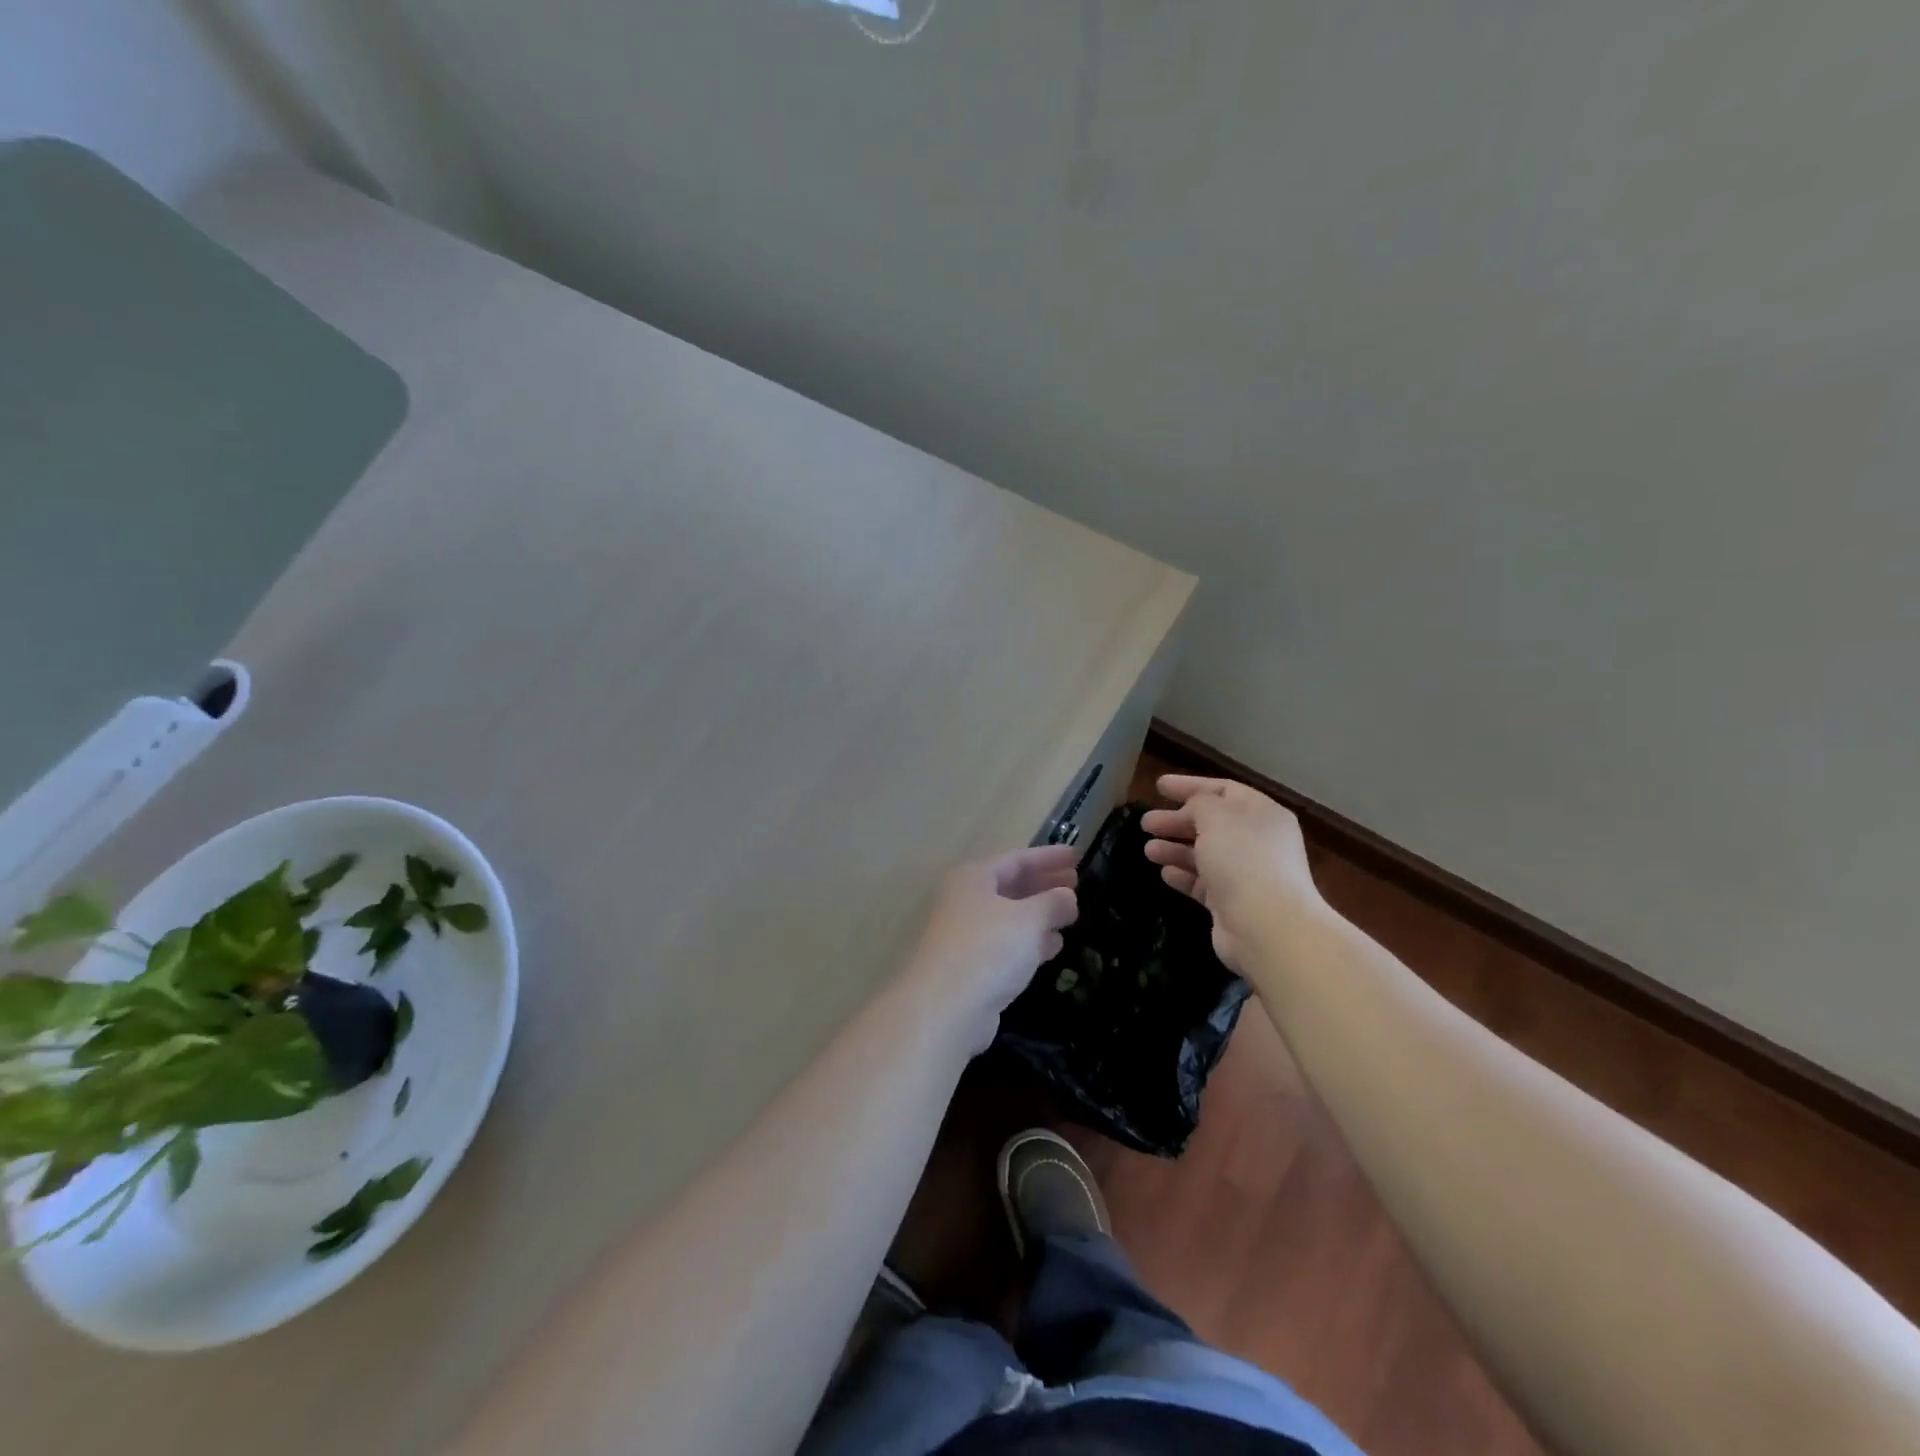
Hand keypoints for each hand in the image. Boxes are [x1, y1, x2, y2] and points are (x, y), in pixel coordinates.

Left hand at [907, 846, 1078, 1048]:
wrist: (947, 1008)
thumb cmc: (988, 949)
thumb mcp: (1028, 919)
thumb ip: (1053, 903)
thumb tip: (1068, 897)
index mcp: (974, 877)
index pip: (1017, 858)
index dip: (1049, 856)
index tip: (1079, 856)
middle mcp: (967, 900)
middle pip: (1011, 885)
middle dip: (1045, 883)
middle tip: (1078, 882)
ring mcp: (967, 933)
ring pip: (1010, 915)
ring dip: (1040, 913)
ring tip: (1071, 914)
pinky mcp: (973, 965)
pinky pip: (1007, 942)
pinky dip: (1030, 940)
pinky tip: (1053, 946)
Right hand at [1141, 775, 1323, 971]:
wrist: (1267, 926)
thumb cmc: (1243, 860)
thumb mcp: (1216, 817)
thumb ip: (1199, 803)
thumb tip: (1192, 810)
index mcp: (1262, 814)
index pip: (1223, 790)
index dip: (1190, 786)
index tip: (1158, 786)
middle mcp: (1258, 841)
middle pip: (1212, 823)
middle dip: (1177, 820)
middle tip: (1146, 823)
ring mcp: (1247, 874)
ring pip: (1205, 854)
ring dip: (1175, 849)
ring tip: (1148, 850)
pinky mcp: (1233, 903)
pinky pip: (1204, 883)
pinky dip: (1184, 875)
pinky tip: (1165, 874)